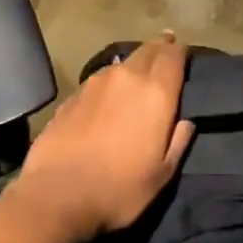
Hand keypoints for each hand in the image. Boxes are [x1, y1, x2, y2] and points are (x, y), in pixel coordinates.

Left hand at [13, 32, 195, 242]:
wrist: (57, 195)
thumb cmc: (119, 188)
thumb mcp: (162, 175)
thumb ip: (178, 142)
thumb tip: (186, 122)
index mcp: (156, 92)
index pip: (173, 54)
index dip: (181, 51)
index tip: (184, 53)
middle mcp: (127, 77)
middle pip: (148, 49)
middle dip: (159, 48)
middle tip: (165, 51)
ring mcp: (96, 82)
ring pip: (122, 64)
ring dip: (133, 66)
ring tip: (135, 79)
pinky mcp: (72, 95)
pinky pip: (99, 80)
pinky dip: (109, 84)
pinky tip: (105, 101)